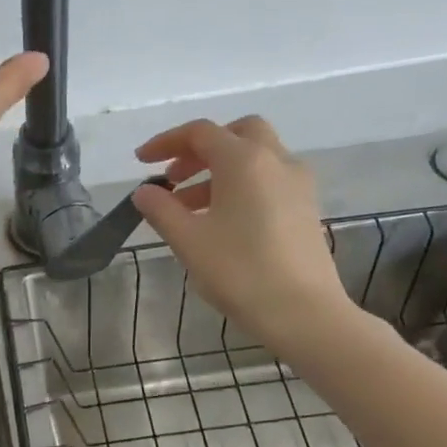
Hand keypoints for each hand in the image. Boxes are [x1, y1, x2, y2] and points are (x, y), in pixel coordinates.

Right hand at [132, 116, 352, 352]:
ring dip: (218, 170)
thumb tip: (145, 192)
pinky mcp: (306, 207)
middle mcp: (276, 161)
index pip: (200, 133)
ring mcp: (297, 183)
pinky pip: (269, 179)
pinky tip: (222, 220)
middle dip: (200, 148)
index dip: (165, 142)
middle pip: (236, 134)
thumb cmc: (240, 272)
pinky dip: (241, 185)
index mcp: (244, 160)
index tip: (140, 162)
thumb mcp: (189, 241)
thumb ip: (161, 209)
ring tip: (188, 207)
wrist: (304, 313)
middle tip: (175, 176)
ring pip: (255, 157)